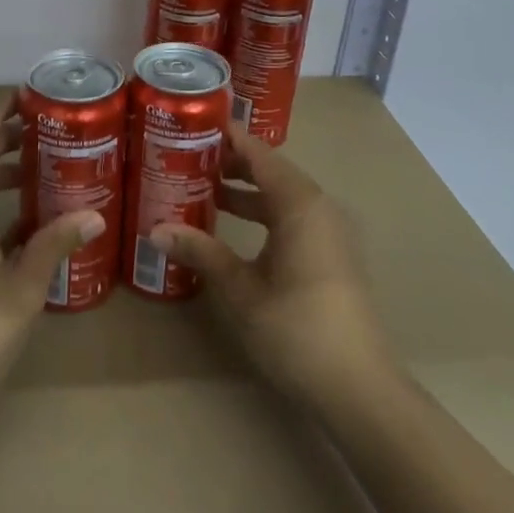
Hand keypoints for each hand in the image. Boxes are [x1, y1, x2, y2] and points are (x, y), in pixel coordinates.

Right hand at [153, 126, 393, 411]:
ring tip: (200, 188)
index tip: (193, 125)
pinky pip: (291, 217)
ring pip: (281, 196)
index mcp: (300, 204)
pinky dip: (262, 213)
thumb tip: (156, 230)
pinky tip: (231, 227)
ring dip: (245, 191)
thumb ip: (201, 252)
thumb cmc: (296, 329)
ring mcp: (329, 232)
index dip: (228, 138)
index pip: (260, 154)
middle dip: (231, 163)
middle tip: (186, 157)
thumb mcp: (241, 289)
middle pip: (271, 171)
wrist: (358, 387)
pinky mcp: (330, 255)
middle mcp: (319, 208)